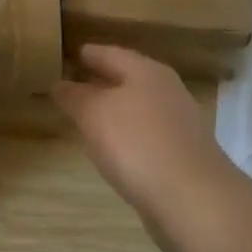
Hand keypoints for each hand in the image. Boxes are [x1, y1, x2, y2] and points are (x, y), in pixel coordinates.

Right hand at [52, 45, 239, 246]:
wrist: (191, 197)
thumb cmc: (137, 143)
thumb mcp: (94, 114)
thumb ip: (75, 96)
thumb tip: (60, 84)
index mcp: (147, 72)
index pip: (112, 54)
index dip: (90, 54)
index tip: (72, 53)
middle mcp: (167, 91)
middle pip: (130, 78)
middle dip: (103, 79)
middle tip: (76, 81)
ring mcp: (178, 124)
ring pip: (139, 106)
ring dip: (116, 108)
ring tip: (89, 115)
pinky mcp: (182, 154)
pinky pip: (147, 134)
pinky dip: (128, 134)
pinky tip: (114, 148)